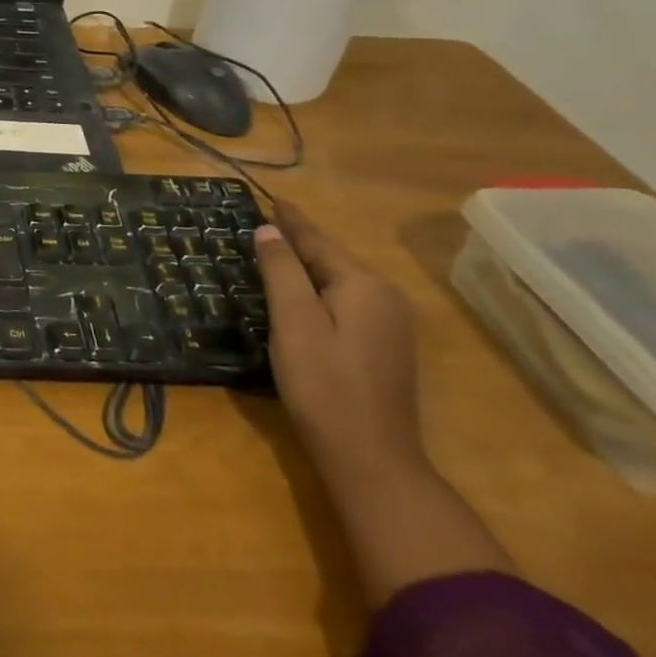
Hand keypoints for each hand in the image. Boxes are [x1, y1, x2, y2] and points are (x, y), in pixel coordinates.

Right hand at [253, 204, 426, 485]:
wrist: (370, 457)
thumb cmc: (323, 384)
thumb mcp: (293, 322)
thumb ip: (282, 271)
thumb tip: (269, 230)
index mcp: (363, 285)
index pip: (318, 241)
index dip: (291, 220)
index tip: (271, 198)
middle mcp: (385, 297)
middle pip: (333, 259)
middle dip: (300, 241)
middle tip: (264, 224)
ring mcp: (391, 325)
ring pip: (341, 281)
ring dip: (309, 266)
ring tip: (276, 252)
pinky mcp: (386, 347)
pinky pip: (348, 302)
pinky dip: (321, 290)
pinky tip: (302, 295)